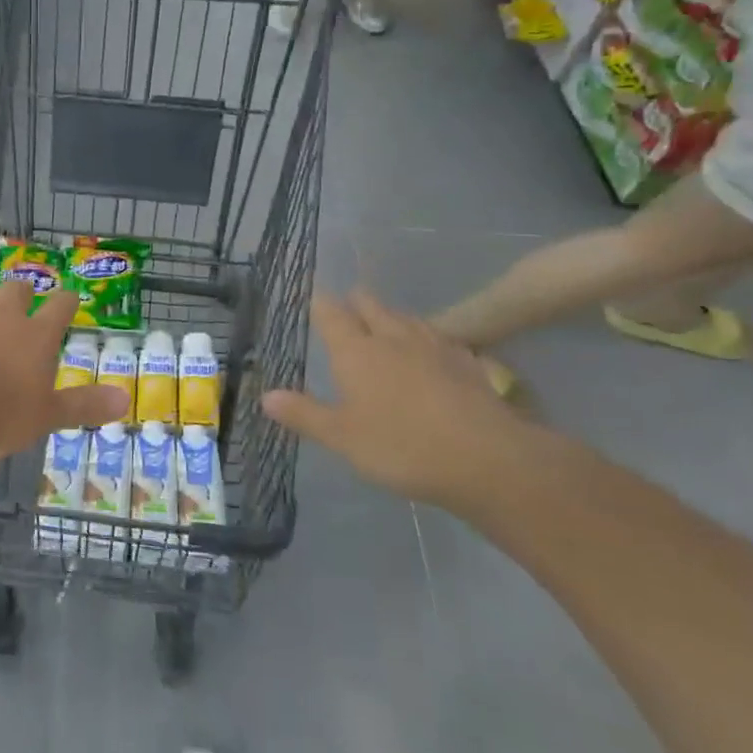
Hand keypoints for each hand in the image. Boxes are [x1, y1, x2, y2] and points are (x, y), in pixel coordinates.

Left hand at [0, 278, 128, 459]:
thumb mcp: (46, 417)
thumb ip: (84, 406)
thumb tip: (126, 399)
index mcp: (35, 337)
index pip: (59, 309)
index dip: (67, 302)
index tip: (71, 297)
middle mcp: (0, 317)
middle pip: (16, 291)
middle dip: (24, 290)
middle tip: (26, 292)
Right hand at [262, 291, 534, 507]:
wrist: (487, 459)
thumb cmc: (401, 446)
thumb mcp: (342, 437)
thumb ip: (304, 413)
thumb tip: (265, 396)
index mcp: (356, 351)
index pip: (332, 314)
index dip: (321, 303)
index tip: (315, 294)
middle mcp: (392, 339)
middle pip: (372, 307)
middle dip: (358, 301)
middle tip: (351, 299)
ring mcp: (434, 347)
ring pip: (408, 318)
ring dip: (393, 315)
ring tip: (388, 318)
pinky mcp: (468, 363)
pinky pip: (441, 338)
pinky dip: (428, 337)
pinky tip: (434, 347)